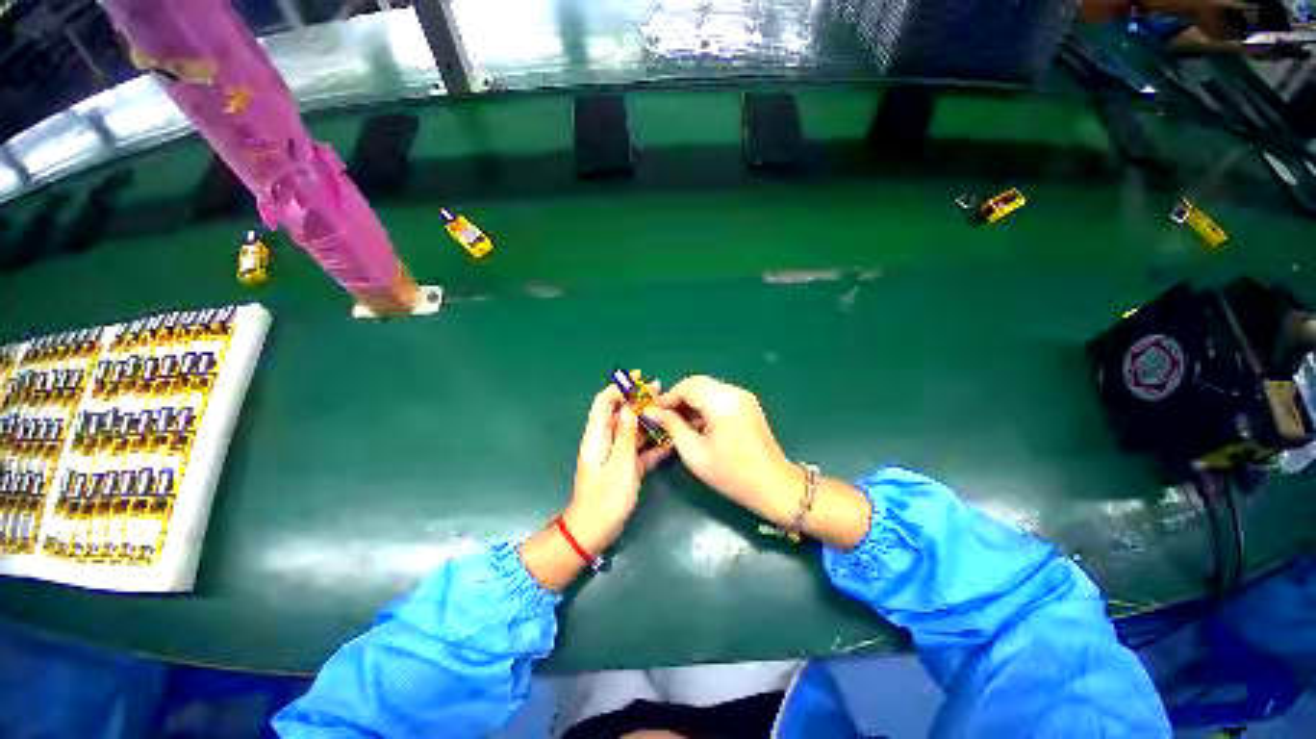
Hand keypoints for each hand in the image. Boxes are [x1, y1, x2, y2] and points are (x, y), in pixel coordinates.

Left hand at [562, 385, 671, 552]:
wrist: (594, 532)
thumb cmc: (605, 498)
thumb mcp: (620, 464)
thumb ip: (626, 435)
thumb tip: (628, 407)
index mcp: (598, 436)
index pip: (605, 402)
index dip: (620, 387)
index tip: (638, 377)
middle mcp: (605, 441)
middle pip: (621, 413)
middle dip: (638, 401)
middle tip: (660, 391)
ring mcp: (616, 455)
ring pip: (632, 431)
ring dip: (648, 421)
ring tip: (668, 412)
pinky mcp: (625, 468)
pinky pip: (640, 450)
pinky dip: (652, 444)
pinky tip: (669, 441)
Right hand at [645, 376, 800, 525]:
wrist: (774, 486)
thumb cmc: (731, 473)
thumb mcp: (694, 453)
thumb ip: (672, 427)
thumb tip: (652, 412)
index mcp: (722, 401)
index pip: (687, 386)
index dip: (667, 398)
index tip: (653, 413)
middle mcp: (734, 392)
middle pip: (698, 383)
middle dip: (678, 398)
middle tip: (664, 417)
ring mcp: (743, 397)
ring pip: (708, 388)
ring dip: (691, 401)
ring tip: (678, 423)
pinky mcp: (747, 404)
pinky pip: (719, 396)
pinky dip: (704, 405)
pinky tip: (697, 424)